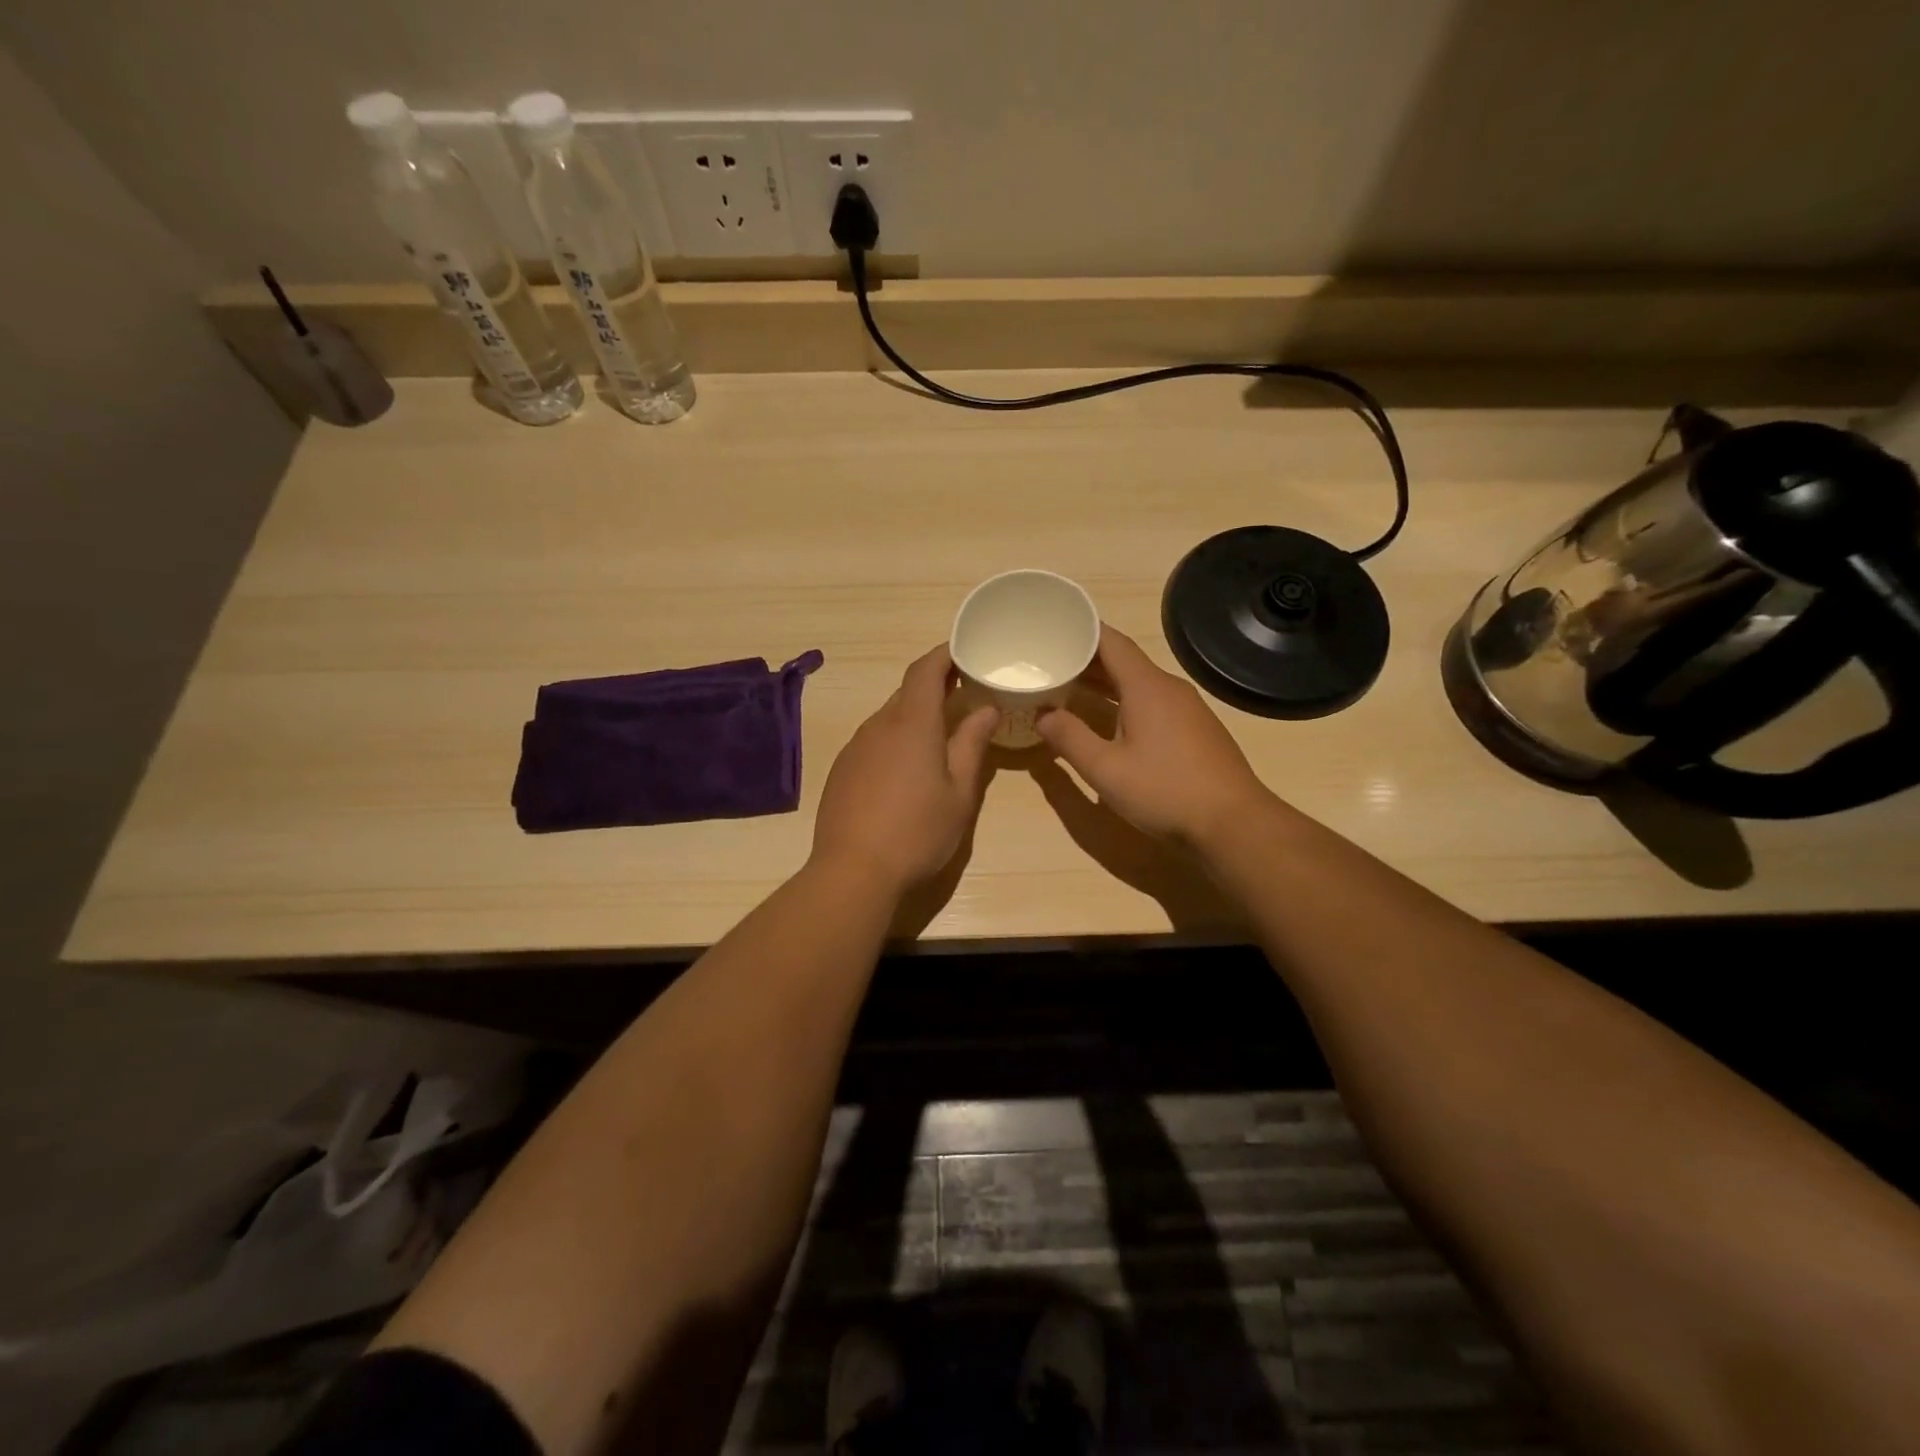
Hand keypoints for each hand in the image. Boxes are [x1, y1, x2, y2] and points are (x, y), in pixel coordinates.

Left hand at [809, 645, 999, 896]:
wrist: (852, 871)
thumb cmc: (917, 832)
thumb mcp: (959, 793)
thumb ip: (972, 744)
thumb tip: (986, 709)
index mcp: (911, 723)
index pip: (925, 670)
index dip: (944, 655)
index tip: (965, 653)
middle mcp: (879, 725)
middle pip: (907, 692)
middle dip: (935, 687)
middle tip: (964, 696)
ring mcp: (855, 747)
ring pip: (889, 717)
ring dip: (914, 716)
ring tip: (939, 736)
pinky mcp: (842, 769)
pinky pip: (873, 740)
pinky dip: (894, 739)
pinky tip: (906, 770)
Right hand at [1037, 624, 1272, 848]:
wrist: (1233, 822)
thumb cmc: (1165, 791)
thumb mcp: (1106, 769)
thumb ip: (1070, 739)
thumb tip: (1042, 715)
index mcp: (1146, 687)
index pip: (1111, 642)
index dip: (1081, 631)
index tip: (1053, 628)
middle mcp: (1169, 688)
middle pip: (1124, 660)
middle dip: (1086, 659)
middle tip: (1050, 662)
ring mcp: (1187, 708)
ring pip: (1139, 683)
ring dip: (1105, 682)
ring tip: (1070, 688)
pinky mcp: (1195, 729)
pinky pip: (1153, 701)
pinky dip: (1125, 700)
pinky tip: (1110, 720)